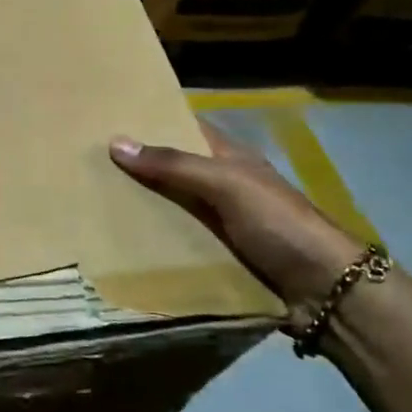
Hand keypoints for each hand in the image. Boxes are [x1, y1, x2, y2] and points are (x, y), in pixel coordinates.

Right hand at [110, 124, 360, 309]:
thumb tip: (116, 142)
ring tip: (89, 203)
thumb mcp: (226, 184)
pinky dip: (151, 244)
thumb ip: (173, 165)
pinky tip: (117, 245)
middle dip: (135, 168)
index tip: (106, 119)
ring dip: (139, 209)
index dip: (151, 122)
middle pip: (171, 171)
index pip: (185, 129)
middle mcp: (222, 187)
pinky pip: (176, 244)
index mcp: (229, 159)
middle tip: (85, 164)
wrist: (326, 292)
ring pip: (170, 209)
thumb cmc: (279, 224)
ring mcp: (220, 224)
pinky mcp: (216, 258)